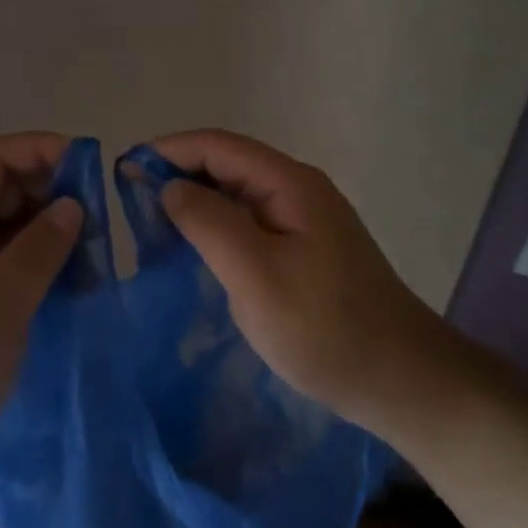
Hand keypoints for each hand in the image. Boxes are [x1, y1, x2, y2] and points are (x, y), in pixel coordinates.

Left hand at [0, 133, 80, 496]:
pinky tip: (79, 277)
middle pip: (10, 187)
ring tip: (98, 249)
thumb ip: (39, 249)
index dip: (43, 150)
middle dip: (56, 192)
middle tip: (104, 217)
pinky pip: (16, 257)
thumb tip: (75, 204)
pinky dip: (46, 259)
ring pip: (18, 223)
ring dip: (55, 229)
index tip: (93, 164)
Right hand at [152, 129, 457, 430]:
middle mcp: (297, 189)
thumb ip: (208, 222)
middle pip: (226, 164)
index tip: (122, 173)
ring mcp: (303, 219)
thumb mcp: (256, 274)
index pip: (216, 145)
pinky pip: (248, 222)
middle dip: (176, 174)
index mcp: (289, 183)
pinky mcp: (304, 249)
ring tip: (150, 225)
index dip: (167, 151)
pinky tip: (193, 250)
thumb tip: (168, 186)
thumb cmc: (326, 329)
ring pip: (235, 194)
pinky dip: (214, 226)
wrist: (405, 383)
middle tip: (129, 204)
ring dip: (193, 201)